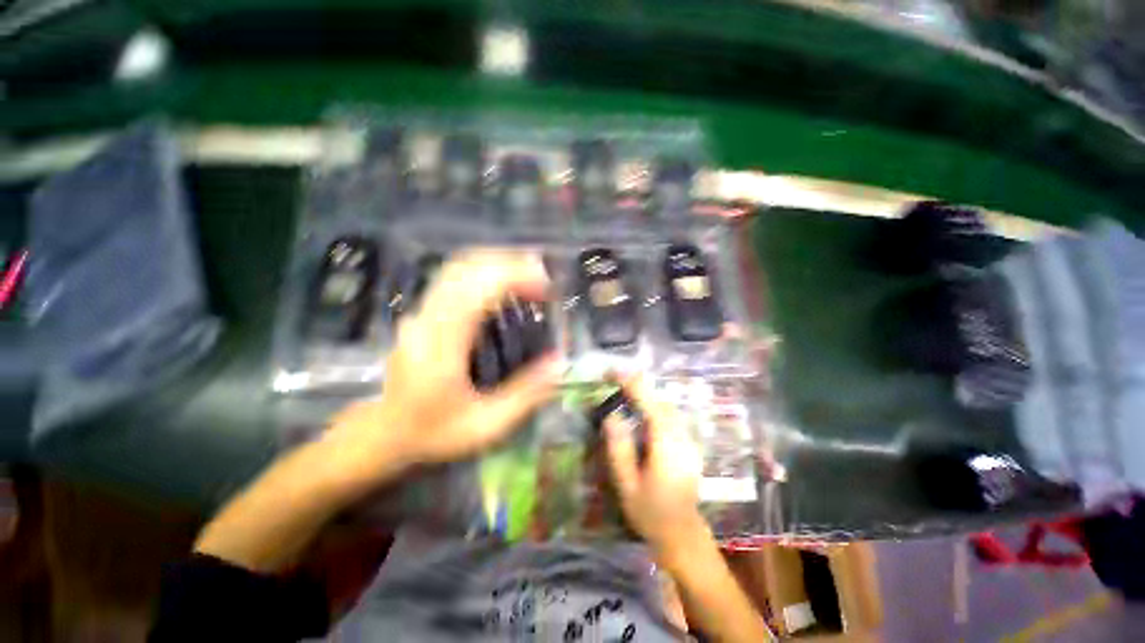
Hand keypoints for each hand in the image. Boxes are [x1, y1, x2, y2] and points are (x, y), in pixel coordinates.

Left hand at [329, 251, 561, 478]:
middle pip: (466, 268)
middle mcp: (427, 319)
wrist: (383, 433)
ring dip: (497, 263)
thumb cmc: (433, 433)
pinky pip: (455, 278)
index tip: (546, 285)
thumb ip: (525, 395)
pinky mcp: (423, 312)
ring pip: (458, 268)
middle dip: (509, 263)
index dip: (514, 277)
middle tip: (544, 276)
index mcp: (442, 345)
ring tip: (529, 275)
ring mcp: (421, 312)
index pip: (476, 290)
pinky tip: (504, 284)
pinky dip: (484, 272)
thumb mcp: (485, 426)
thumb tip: (559, 362)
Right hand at [603, 375, 706, 552]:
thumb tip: (612, 415)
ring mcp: (690, 441)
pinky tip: (641, 408)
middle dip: (638, 385)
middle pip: (661, 402)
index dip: (633, 386)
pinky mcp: (690, 444)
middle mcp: (683, 439)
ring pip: (668, 407)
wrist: (682, 535)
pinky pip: (671, 416)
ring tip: (624, 388)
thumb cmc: (650, 513)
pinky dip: (655, 405)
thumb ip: (619, 449)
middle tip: (614, 378)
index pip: (651, 406)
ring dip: (647, 394)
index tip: (614, 372)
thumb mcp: (627, 485)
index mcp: (667, 449)